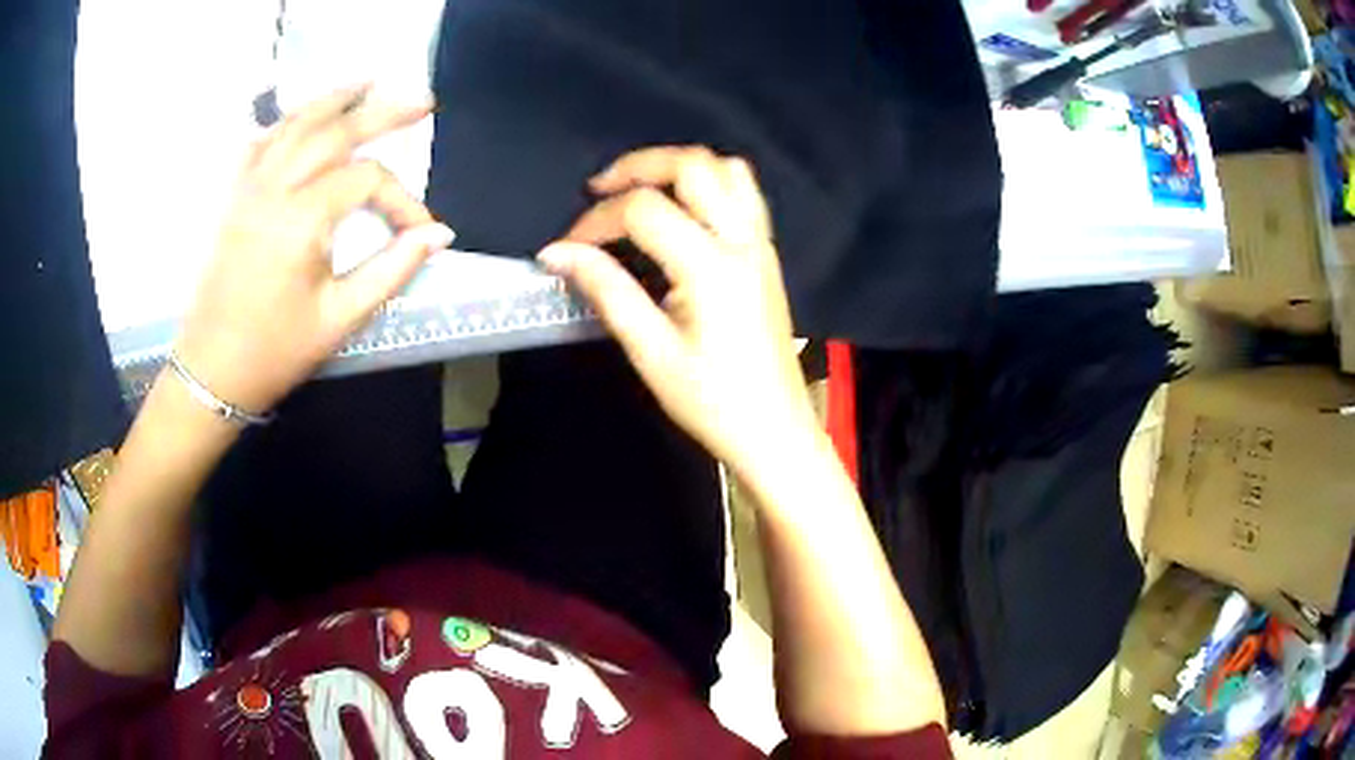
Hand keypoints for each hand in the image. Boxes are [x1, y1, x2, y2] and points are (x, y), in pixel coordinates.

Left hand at [174, 84, 453, 414]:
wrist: (211, 372)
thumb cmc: (275, 351)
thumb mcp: (340, 318)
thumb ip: (392, 270)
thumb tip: (438, 235)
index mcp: (301, 220)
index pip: (366, 181)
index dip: (402, 199)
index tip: (422, 230)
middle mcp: (274, 189)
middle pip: (334, 131)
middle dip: (382, 112)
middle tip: (421, 100)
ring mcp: (249, 188)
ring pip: (295, 125)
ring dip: (334, 99)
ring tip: (367, 81)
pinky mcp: (234, 198)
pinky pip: (261, 143)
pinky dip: (287, 122)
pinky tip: (304, 115)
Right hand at [538, 146, 818, 474]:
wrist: (774, 430)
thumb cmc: (712, 401)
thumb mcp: (651, 351)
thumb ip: (606, 290)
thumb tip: (557, 253)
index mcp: (711, 268)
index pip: (643, 210)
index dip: (595, 220)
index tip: (566, 248)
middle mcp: (742, 241)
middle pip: (693, 165)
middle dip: (638, 165)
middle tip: (599, 187)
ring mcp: (761, 243)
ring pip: (727, 169)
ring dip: (678, 166)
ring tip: (640, 189)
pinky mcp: (767, 253)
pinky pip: (744, 192)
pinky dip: (708, 181)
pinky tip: (681, 207)